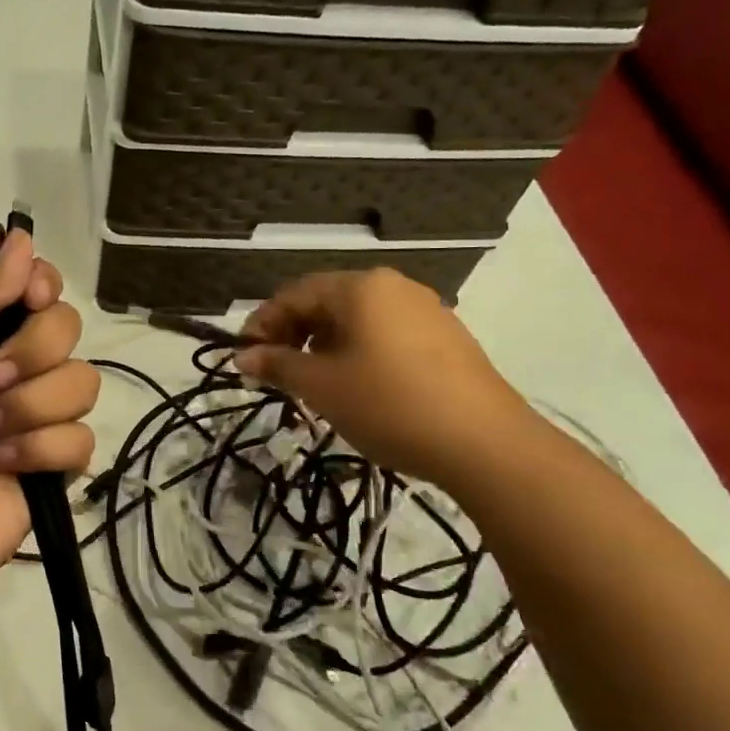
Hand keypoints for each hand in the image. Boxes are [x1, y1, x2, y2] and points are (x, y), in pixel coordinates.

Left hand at [0, 232, 98, 609]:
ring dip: (32, 413)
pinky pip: (83, 439)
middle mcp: (9, 369)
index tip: (34, 300)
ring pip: (81, 385)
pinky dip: (43, 454)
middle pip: (67, 331)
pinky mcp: (52, 465)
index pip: (35, 289)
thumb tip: (22, 234)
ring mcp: (33, 417)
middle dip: (29, 359)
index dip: (42, 289)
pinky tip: (8, 471)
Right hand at [235, 269, 531, 492]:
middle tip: (275, 373)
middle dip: (294, 335)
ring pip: (358, 320)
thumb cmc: (389, 405)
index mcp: (361, 287)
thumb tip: (243, 358)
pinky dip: (358, 352)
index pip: (295, 294)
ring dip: (324, 345)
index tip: (244, 358)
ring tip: (312, 383)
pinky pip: (386, 334)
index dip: (262, 324)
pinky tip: (357, 386)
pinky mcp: (447, 338)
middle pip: (327, 302)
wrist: (486, 444)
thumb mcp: (322, 387)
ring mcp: (425, 310)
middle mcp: (394, 286)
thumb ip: (278, 366)